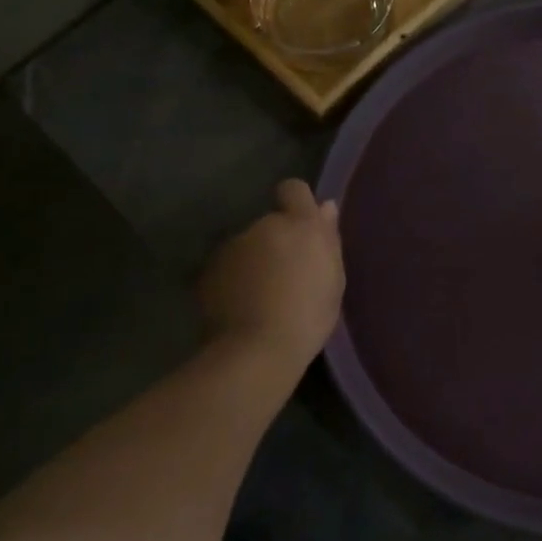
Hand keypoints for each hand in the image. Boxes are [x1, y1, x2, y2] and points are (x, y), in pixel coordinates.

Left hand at [197, 179, 344, 372]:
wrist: (256, 350)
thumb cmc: (308, 315)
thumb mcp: (333, 279)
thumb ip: (328, 239)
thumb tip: (325, 207)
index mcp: (299, 225)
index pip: (294, 189)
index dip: (296, 204)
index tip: (302, 229)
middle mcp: (263, 226)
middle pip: (271, 224)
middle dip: (276, 242)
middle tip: (286, 277)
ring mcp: (232, 247)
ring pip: (247, 246)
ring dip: (254, 261)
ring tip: (262, 297)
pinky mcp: (208, 271)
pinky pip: (228, 268)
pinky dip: (234, 280)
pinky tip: (242, 307)